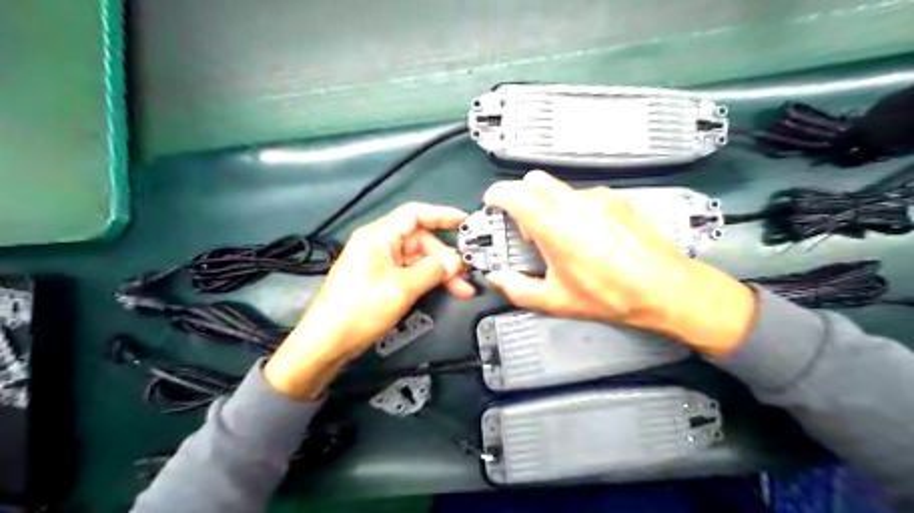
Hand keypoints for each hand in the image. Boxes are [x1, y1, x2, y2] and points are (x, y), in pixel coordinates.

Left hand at [265, 203, 475, 398]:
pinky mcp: (380, 279)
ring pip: (417, 259)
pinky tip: (444, 289)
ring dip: (439, 271)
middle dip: (444, 256)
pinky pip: (409, 272)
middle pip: (420, 240)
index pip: (415, 214)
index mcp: (378, 236)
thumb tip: (455, 262)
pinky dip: (427, 280)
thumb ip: (432, 271)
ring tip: (461, 287)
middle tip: (465, 273)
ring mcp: (379, 262)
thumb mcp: (401, 289)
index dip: (442, 215)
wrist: (326, 342)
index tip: (466, 222)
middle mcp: (379, 244)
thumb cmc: (359, 310)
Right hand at [485, 170, 756, 355]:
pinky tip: (585, 234)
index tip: (493, 204)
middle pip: (535, 180)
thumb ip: (517, 289)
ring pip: (559, 188)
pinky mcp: (616, 200)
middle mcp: (576, 205)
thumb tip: (497, 279)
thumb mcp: (556, 300)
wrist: (665, 288)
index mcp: (555, 227)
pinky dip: (572, 208)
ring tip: (559, 235)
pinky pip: (583, 195)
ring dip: (548, 204)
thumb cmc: (611, 296)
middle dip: (521, 196)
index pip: (515, 193)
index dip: (497, 195)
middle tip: (524, 224)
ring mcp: (599, 199)